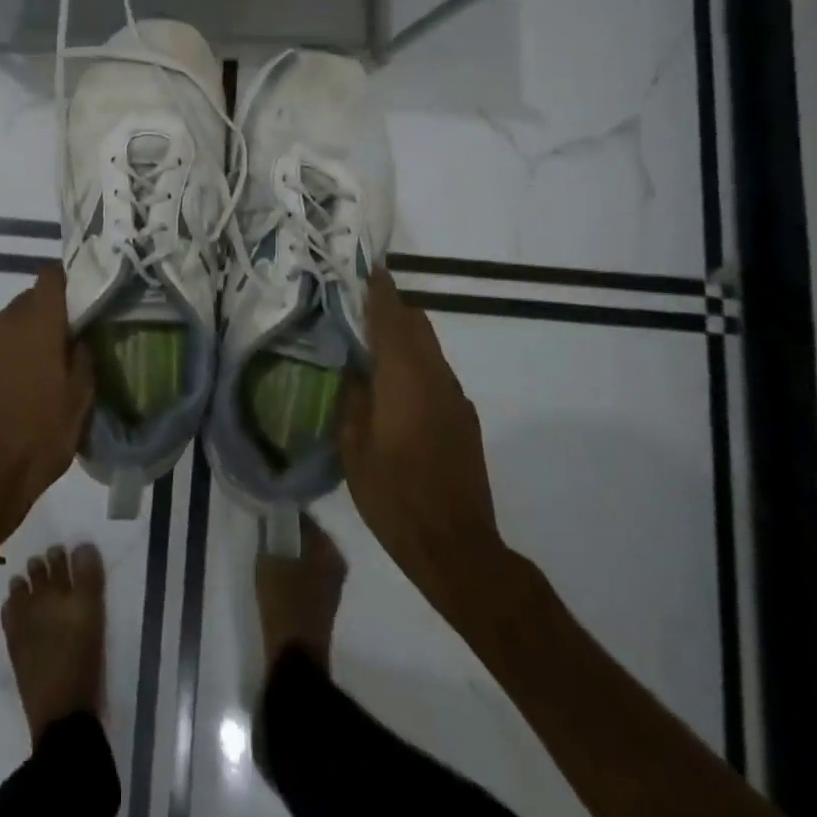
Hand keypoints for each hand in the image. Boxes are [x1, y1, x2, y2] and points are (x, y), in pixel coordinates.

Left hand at [0, 266, 93, 543]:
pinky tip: (16, 383)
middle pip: (31, 298)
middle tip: (68, 340)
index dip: (69, 281)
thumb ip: (83, 358)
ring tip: (42, 367)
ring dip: (26, 334)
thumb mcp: (79, 401)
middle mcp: (4, 321)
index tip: (83, 299)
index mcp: (37, 322)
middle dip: (49, 313)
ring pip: (10, 321)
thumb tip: (79, 339)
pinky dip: (6, 352)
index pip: (52, 275)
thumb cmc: (38, 438)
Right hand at [341, 270, 505, 610]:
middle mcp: (435, 377)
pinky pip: (436, 373)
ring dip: (404, 338)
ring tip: (372, 348)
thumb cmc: (394, 497)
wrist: (457, 547)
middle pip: (417, 324)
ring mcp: (455, 398)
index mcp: (404, 378)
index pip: (391, 318)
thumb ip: (352, 400)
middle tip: (359, 308)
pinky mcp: (464, 419)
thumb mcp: (354, 448)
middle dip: (391, 309)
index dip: (379, 291)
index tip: (366, 269)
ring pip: (429, 348)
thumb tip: (353, 371)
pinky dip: (415, 364)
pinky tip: (394, 388)